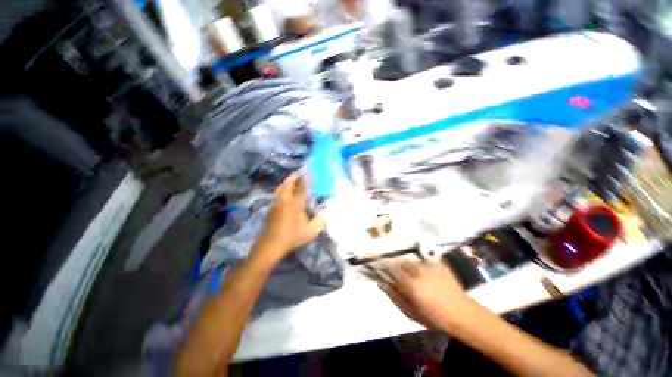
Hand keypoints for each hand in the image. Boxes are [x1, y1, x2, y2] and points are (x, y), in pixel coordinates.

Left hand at [255, 175, 324, 262]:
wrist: (270, 245)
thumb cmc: (292, 238)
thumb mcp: (310, 232)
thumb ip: (319, 221)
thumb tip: (323, 213)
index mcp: (295, 205)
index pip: (301, 188)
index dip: (305, 179)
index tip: (309, 171)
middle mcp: (285, 200)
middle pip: (288, 183)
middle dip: (294, 176)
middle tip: (301, 173)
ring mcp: (276, 203)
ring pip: (281, 187)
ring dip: (287, 181)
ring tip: (294, 180)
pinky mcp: (271, 207)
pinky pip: (277, 193)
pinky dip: (282, 188)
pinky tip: (286, 191)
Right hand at [379, 260, 475, 332]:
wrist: (463, 314)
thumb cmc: (434, 318)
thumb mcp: (411, 313)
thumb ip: (395, 297)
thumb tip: (381, 284)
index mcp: (410, 285)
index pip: (391, 269)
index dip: (384, 267)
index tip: (381, 268)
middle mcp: (418, 272)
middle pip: (401, 262)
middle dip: (397, 267)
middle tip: (401, 276)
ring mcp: (429, 267)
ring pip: (412, 261)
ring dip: (410, 266)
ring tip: (416, 276)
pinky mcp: (439, 265)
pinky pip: (425, 261)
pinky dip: (422, 266)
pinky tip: (428, 275)